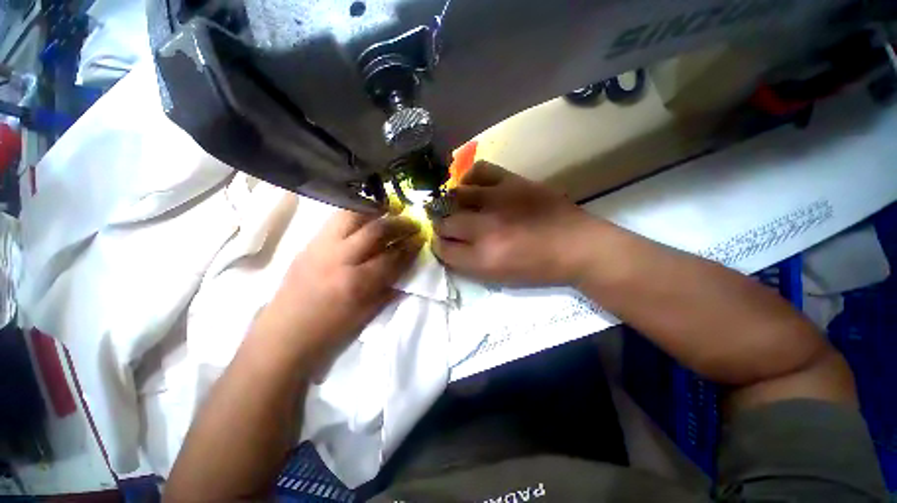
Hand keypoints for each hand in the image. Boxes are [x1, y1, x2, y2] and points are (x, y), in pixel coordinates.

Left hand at [257, 209, 423, 370]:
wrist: (283, 338)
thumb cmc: (330, 334)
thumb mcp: (368, 315)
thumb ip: (389, 288)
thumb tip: (405, 267)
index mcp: (357, 283)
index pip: (393, 257)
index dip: (411, 247)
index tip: (421, 239)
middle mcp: (339, 259)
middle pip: (375, 230)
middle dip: (399, 223)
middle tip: (412, 222)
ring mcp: (320, 248)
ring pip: (352, 215)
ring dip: (376, 211)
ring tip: (390, 212)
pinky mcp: (308, 244)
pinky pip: (336, 220)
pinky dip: (356, 214)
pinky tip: (366, 217)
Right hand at [433, 162, 596, 285]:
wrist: (577, 245)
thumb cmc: (538, 268)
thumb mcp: (499, 278)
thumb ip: (469, 263)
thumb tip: (448, 246)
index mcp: (483, 259)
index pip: (443, 249)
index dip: (439, 246)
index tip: (443, 244)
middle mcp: (484, 229)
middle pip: (445, 223)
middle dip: (442, 227)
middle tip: (449, 227)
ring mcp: (497, 201)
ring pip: (455, 197)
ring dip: (450, 204)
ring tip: (457, 206)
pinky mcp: (512, 182)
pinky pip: (479, 171)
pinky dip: (469, 178)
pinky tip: (472, 186)